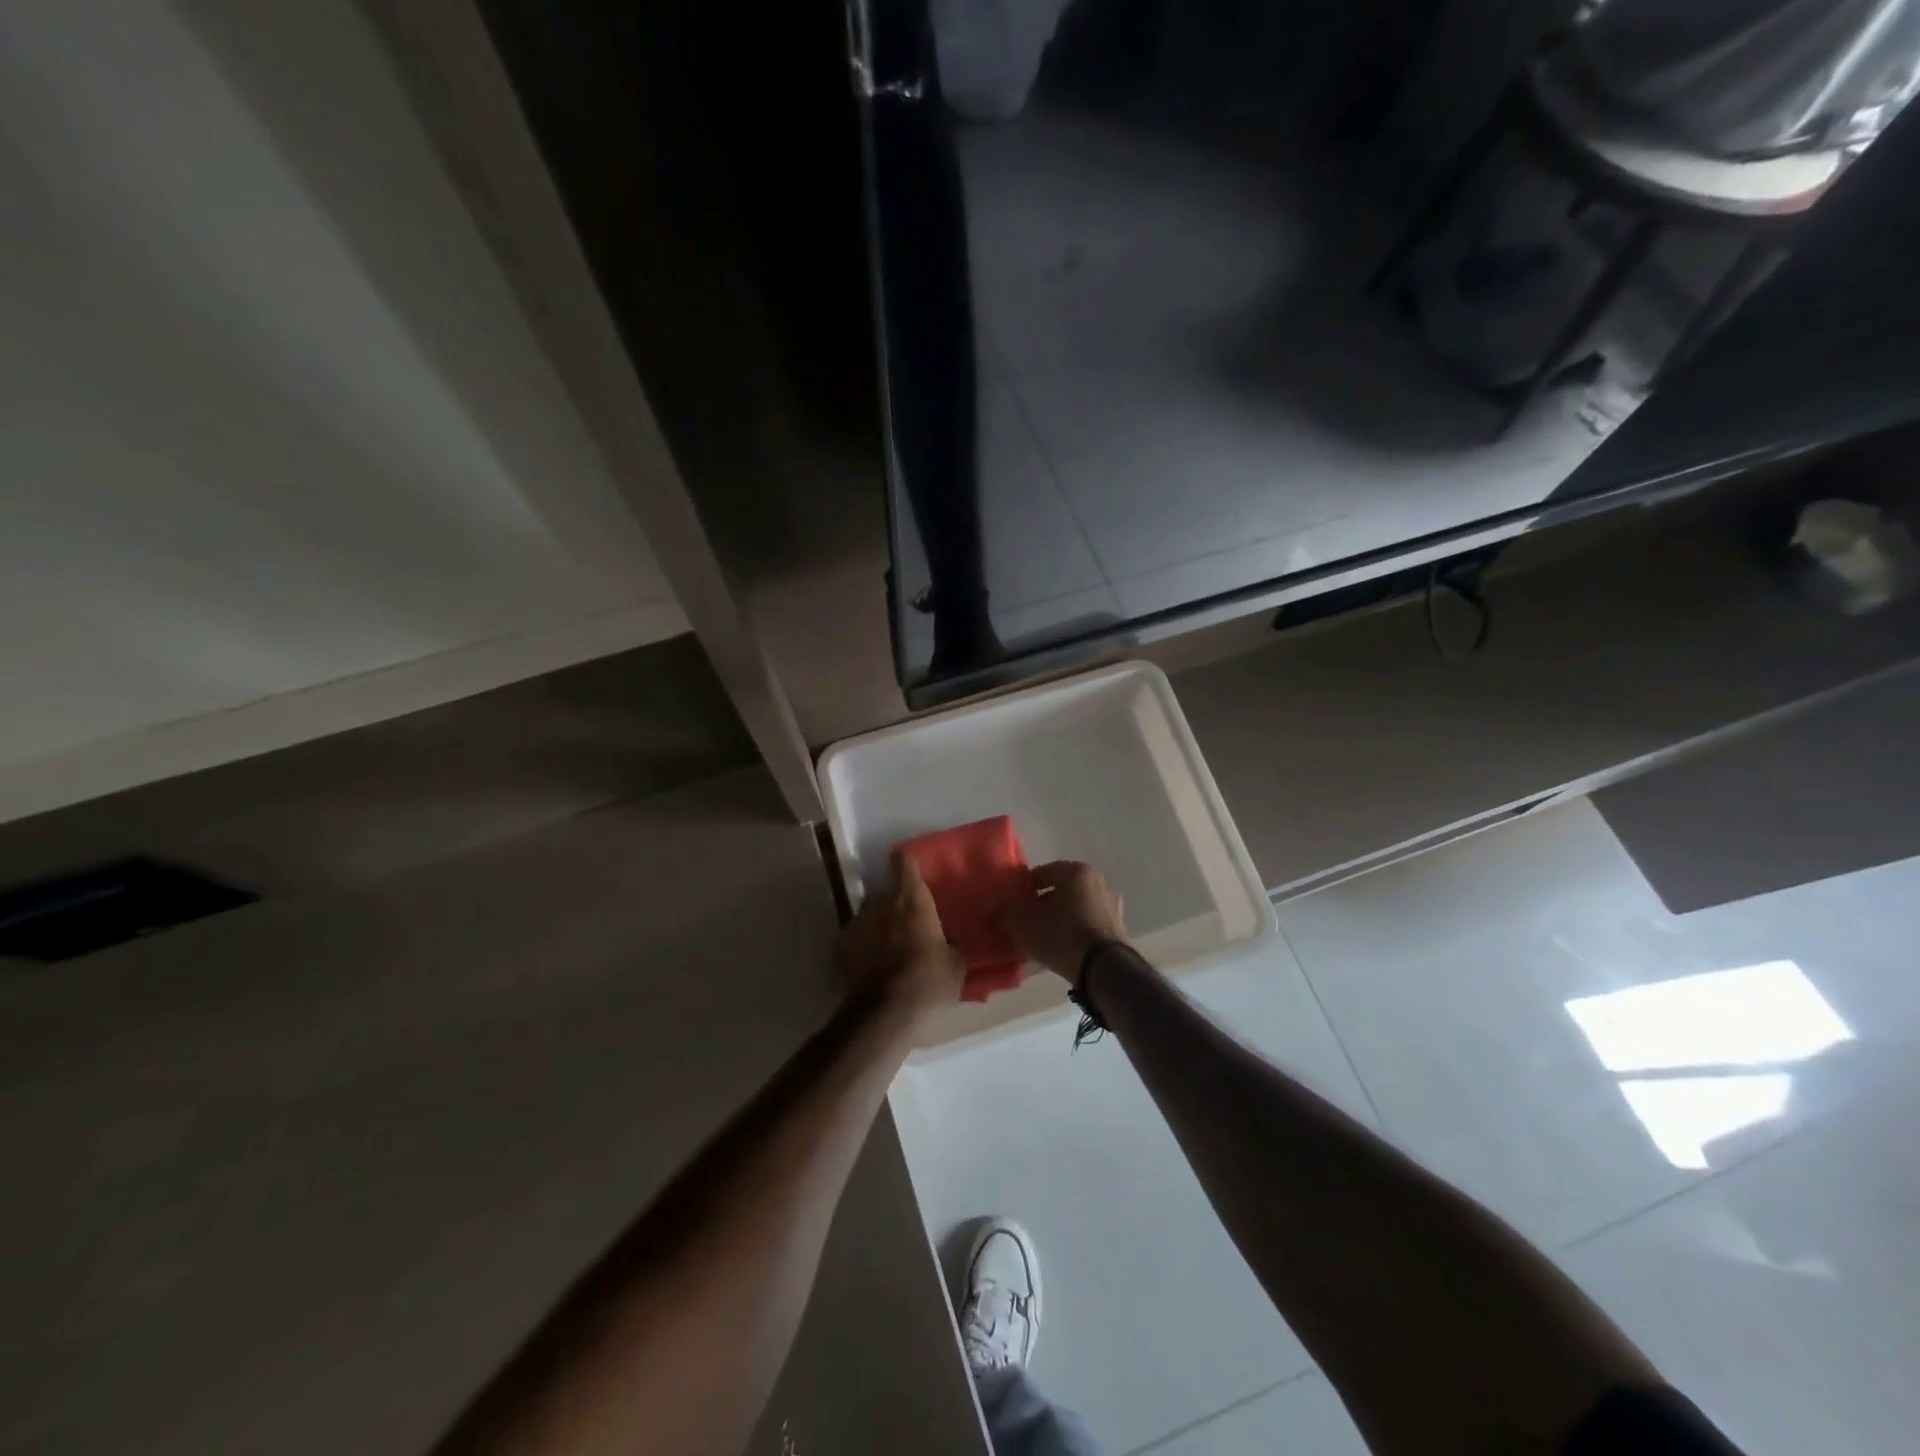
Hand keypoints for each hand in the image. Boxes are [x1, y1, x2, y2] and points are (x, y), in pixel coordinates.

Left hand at [836, 853, 965, 1021]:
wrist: (885, 1015)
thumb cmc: (928, 981)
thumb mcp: (955, 963)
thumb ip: (949, 943)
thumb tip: (948, 940)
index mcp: (911, 899)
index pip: (905, 863)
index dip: (908, 865)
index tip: (912, 871)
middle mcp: (879, 903)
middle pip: (884, 893)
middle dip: (893, 904)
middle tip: (907, 923)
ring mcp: (855, 925)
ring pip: (867, 917)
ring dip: (876, 927)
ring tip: (888, 949)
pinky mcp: (839, 950)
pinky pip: (854, 941)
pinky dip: (861, 949)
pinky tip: (871, 968)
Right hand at [996, 861, 1127, 987]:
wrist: (1103, 968)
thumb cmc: (1060, 934)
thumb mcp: (1022, 923)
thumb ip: (1006, 912)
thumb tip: (999, 909)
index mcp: (1075, 870)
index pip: (1042, 873)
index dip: (1024, 889)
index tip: (1013, 905)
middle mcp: (1098, 881)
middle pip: (1062, 890)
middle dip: (1044, 903)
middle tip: (1027, 922)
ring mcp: (1112, 905)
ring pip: (1077, 907)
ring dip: (1061, 918)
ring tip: (1044, 938)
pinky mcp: (1119, 928)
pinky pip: (1089, 924)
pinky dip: (1076, 931)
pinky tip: (1063, 947)